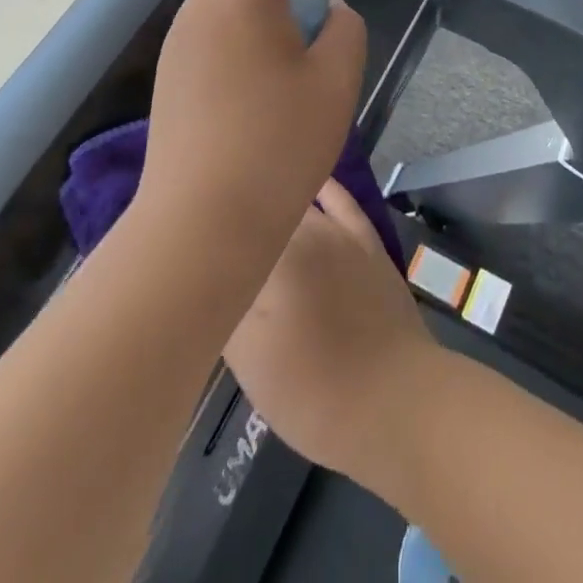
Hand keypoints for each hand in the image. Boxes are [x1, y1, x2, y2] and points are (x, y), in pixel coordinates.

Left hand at [138, 0, 367, 261]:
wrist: (199, 226)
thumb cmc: (276, 147)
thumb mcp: (334, 82)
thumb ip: (343, 31)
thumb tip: (328, 14)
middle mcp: (203, 6)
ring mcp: (180, 41)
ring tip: (295, 42)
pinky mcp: (172, 74)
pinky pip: (213, 24)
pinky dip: (244, 24)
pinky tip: (265, 75)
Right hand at [224, 181, 441, 486]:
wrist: (394, 400)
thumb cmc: (312, 389)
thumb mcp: (248, 359)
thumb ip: (224, 305)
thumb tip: (207, 273)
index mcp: (270, 257)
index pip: (227, 229)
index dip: (205, 231)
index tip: (188, 235)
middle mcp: (303, 230)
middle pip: (262, 210)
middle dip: (238, 214)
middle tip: (213, 227)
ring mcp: (339, 232)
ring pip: (297, 203)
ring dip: (274, 198)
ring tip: (248, 194)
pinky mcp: (367, 242)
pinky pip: (341, 202)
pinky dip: (323, 188)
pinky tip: (311, 182)